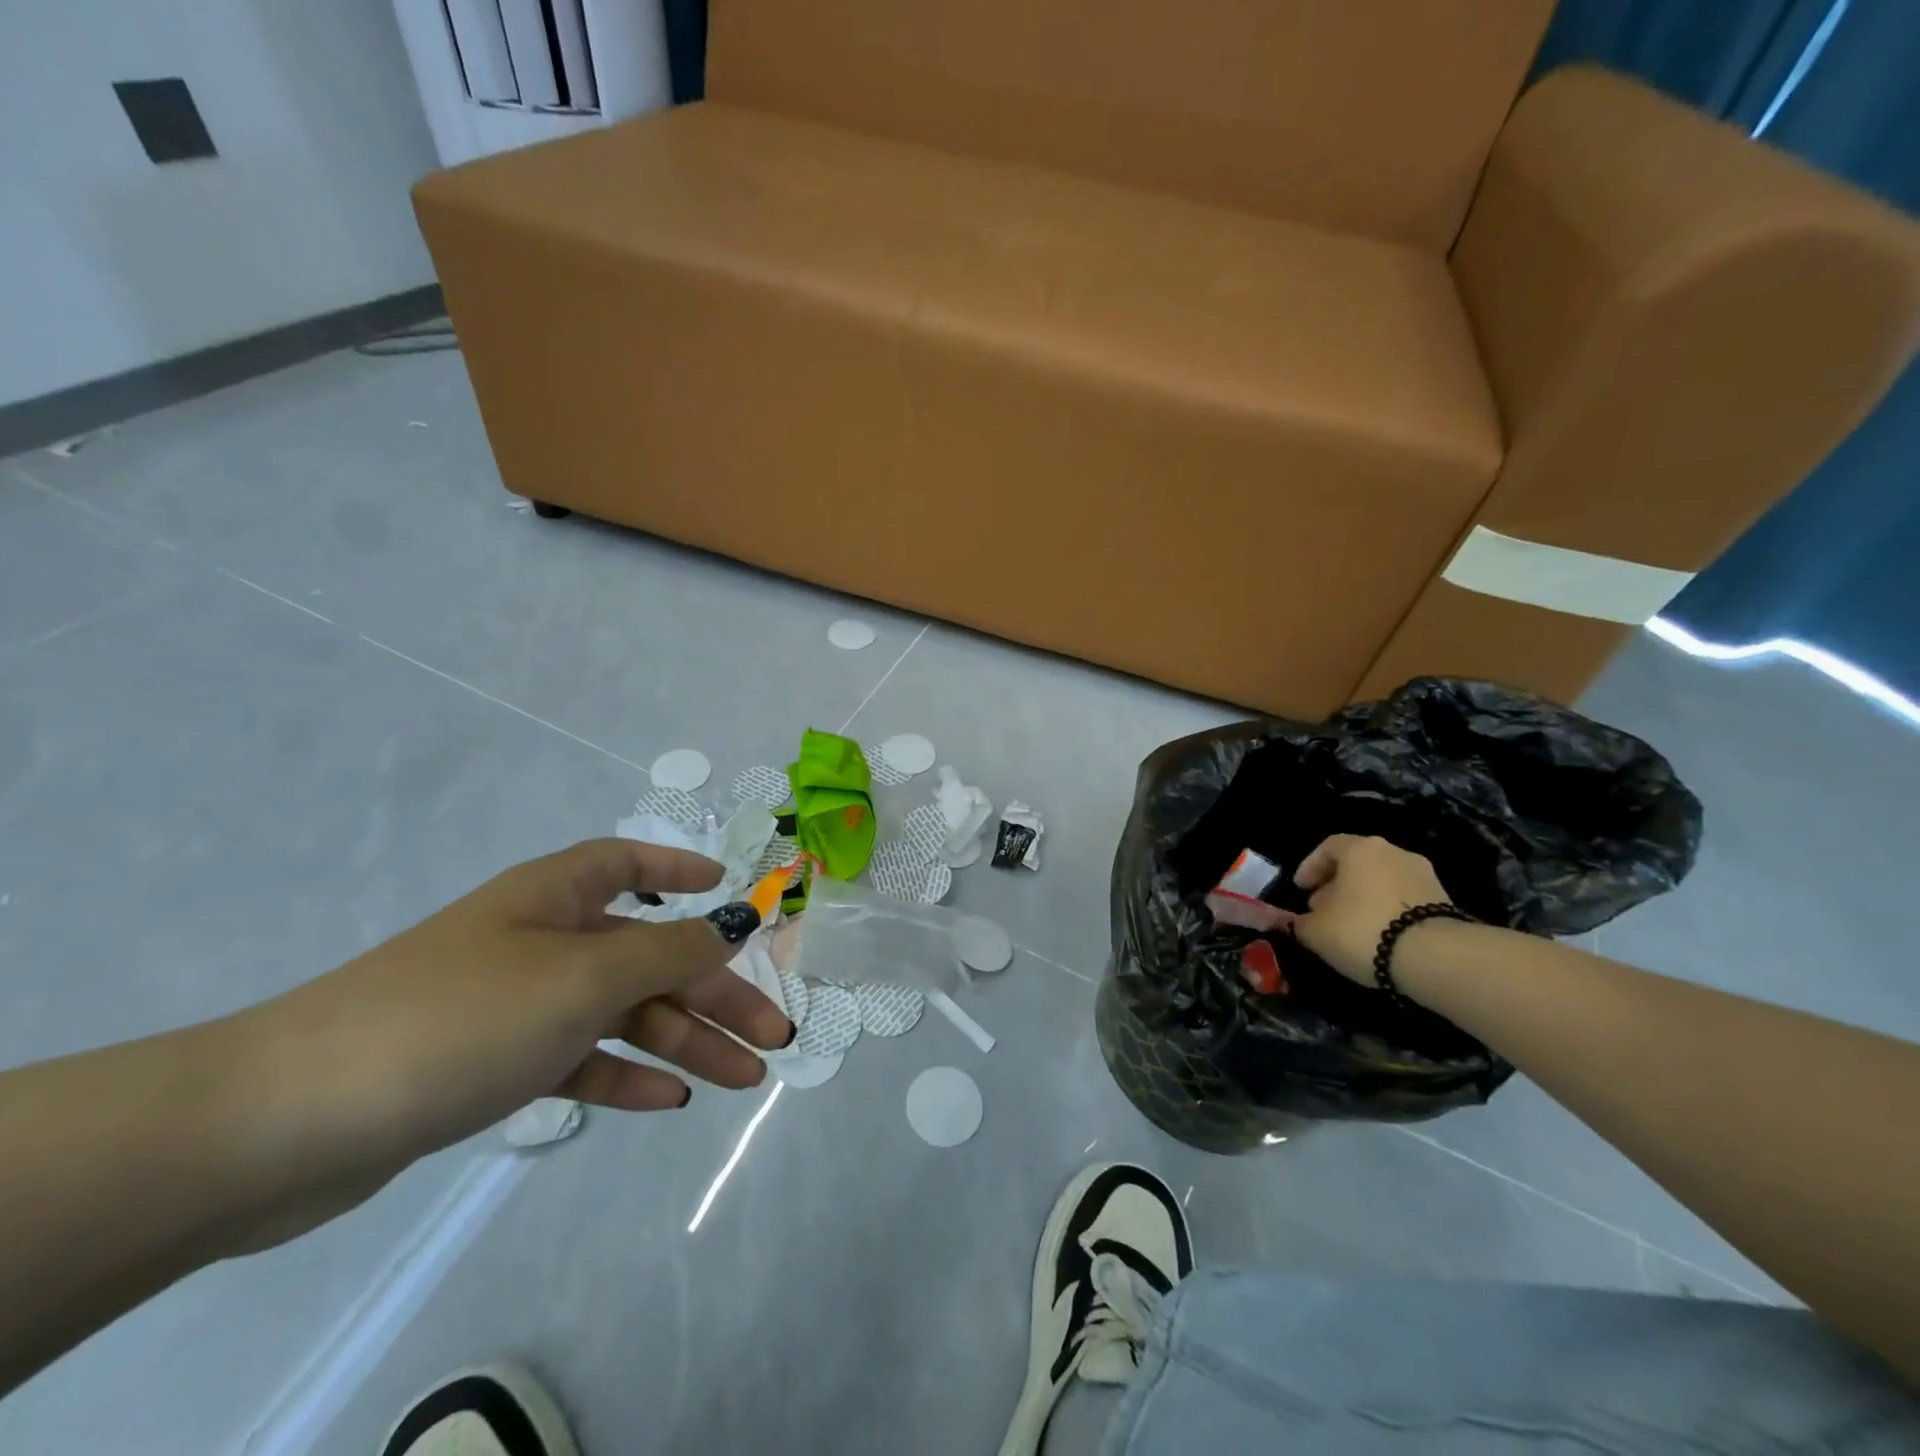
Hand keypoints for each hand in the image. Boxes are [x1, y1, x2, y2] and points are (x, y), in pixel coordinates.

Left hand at [217, 839, 792, 1246]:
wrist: (287, 1123)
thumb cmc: (461, 1016)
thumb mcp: (583, 976)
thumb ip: (669, 951)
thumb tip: (735, 922)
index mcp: (555, 898)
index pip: (628, 863)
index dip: (680, 872)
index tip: (729, 893)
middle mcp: (542, 941)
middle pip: (648, 955)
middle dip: (714, 993)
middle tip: (773, 1034)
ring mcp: (519, 1005)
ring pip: (622, 1013)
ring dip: (685, 1043)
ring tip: (742, 1078)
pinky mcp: (496, 1064)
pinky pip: (581, 1059)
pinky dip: (625, 1076)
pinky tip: (669, 1100)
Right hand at [1281, 834, 1450, 984]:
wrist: (1437, 958)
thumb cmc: (1363, 931)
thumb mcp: (1315, 931)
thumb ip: (1296, 922)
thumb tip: (1289, 920)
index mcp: (1360, 849)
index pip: (1327, 847)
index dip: (1309, 867)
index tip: (1300, 890)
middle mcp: (1394, 852)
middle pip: (1357, 862)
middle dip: (1336, 884)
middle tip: (1322, 909)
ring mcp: (1423, 874)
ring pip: (1381, 880)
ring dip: (1362, 897)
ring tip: (1350, 926)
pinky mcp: (1445, 900)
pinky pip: (1404, 898)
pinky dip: (1387, 910)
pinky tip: (1379, 935)